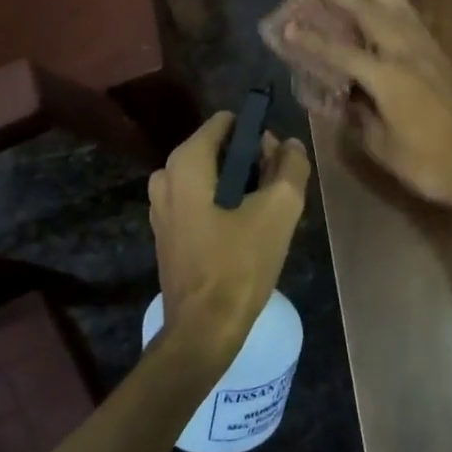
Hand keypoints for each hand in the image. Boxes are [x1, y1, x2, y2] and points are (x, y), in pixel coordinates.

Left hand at [149, 112, 311, 367]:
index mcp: (186, 162)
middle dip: (251, 163)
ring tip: (265, 216)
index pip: (227, 123)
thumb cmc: (240, 263)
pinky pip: (199, 201)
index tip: (278, 165)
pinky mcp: (165, 231)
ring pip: (210, 177)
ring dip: (239, 187)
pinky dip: (222, 206)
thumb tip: (290, 145)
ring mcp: (160, 206)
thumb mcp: (279, 210)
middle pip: (219, 150)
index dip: (259, 137)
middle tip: (276, 193)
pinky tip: (244, 233)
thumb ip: (291, 166)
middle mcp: (165, 176)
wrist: (204, 328)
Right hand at [281, 0, 451, 213]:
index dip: (313, 41)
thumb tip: (349, 102)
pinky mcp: (446, 60)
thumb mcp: (386, 149)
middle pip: (373, 17)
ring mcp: (431, 55)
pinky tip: (396, 3)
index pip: (341, 54)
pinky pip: (417, 23)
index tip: (289, 26)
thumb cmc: (431, 164)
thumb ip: (363, 122)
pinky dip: (401, 6)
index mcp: (388, 79)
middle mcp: (408, 57)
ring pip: (401, 11)